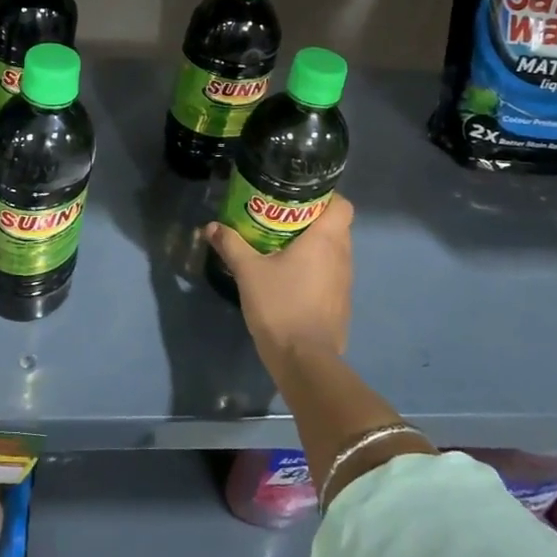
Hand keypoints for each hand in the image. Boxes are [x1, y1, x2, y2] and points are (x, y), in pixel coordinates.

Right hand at [205, 194, 353, 364]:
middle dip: (312, 219)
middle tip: (281, 218)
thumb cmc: (280, 305)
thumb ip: (231, 244)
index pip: (342, 204)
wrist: (304, 359)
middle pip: (337, 225)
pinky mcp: (340, 303)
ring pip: (334, 250)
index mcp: (326, 240)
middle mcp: (343, 256)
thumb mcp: (248, 271)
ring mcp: (345, 282)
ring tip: (282, 245)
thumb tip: (211, 226)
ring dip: (314, 245)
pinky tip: (290, 276)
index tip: (299, 197)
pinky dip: (315, 268)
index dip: (325, 196)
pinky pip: (331, 273)